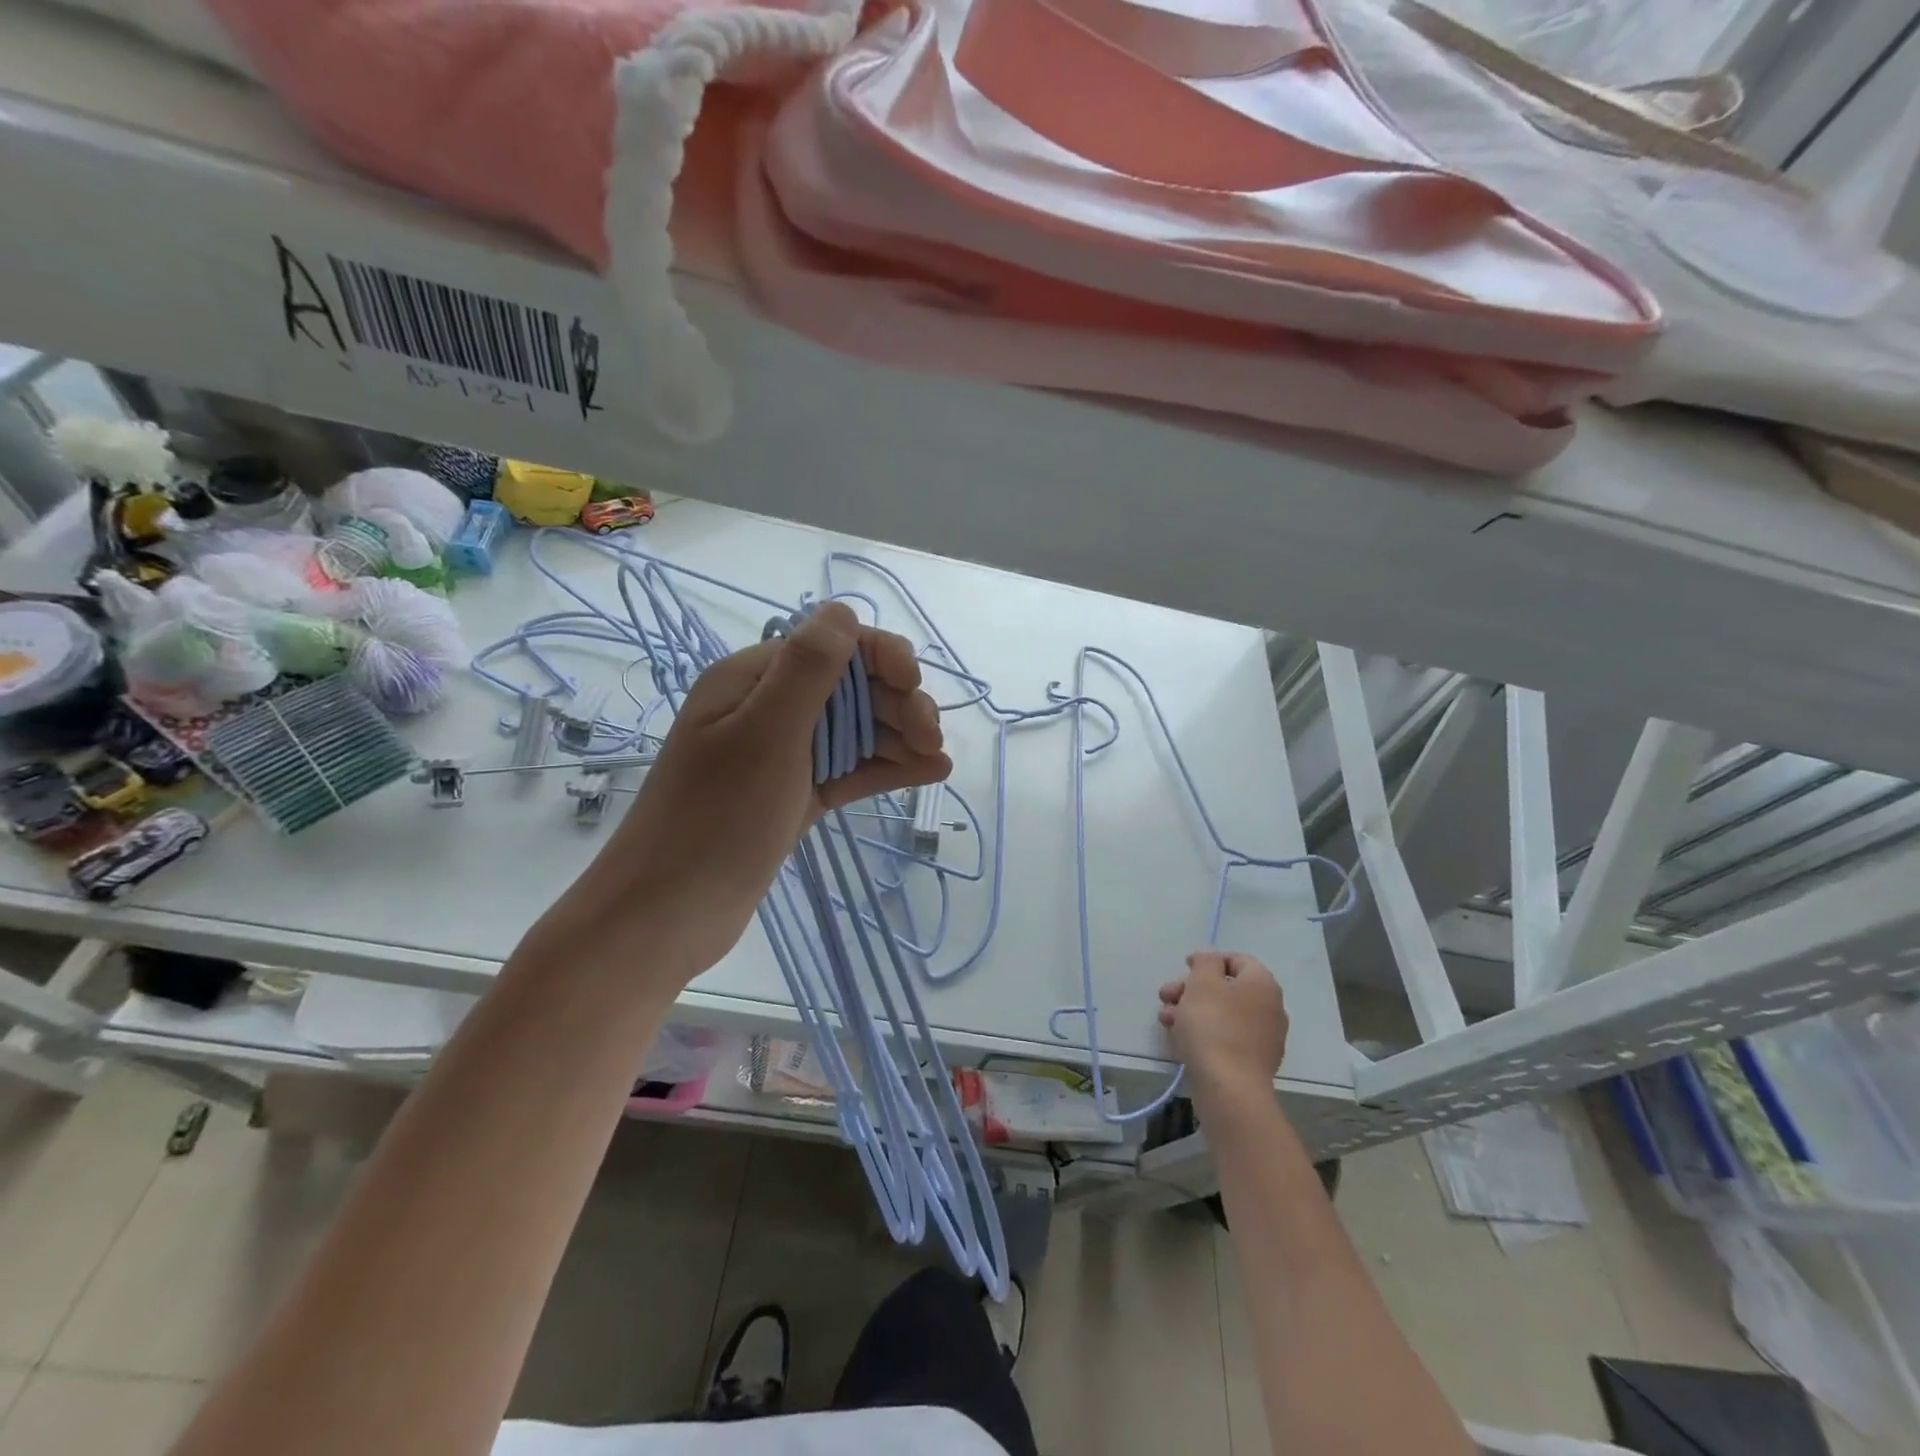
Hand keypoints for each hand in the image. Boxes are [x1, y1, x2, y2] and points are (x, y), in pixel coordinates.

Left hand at [551, 602, 949, 981]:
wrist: (669, 914)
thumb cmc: (716, 818)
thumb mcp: (765, 735)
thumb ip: (807, 671)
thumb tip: (843, 609)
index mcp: (752, 681)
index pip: (830, 646)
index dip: (879, 657)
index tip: (914, 684)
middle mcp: (769, 710)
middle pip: (850, 688)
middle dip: (897, 702)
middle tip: (931, 737)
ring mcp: (784, 756)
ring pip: (855, 730)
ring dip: (900, 737)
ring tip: (937, 759)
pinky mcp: (796, 796)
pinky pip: (850, 769)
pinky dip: (887, 768)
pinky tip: (927, 773)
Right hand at [1158, 952, 1288, 1104]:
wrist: (1228, 1088)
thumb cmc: (1213, 1025)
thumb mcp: (1202, 982)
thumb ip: (1206, 962)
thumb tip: (1211, 961)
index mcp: (1262, 984)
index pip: (1238, 960)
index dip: (1209, 959)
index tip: (1184, 966)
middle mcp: (1269, 1008)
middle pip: (1226, 988)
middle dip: (1192, 988)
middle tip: (1166, 995)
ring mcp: (1263, 1038)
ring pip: (1222, 1014)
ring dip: (1191, 1010)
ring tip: (1165, 1019)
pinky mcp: (1252, 1062)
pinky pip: (1225, 1037)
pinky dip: (1203, 1032)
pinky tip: (1179, 1038)